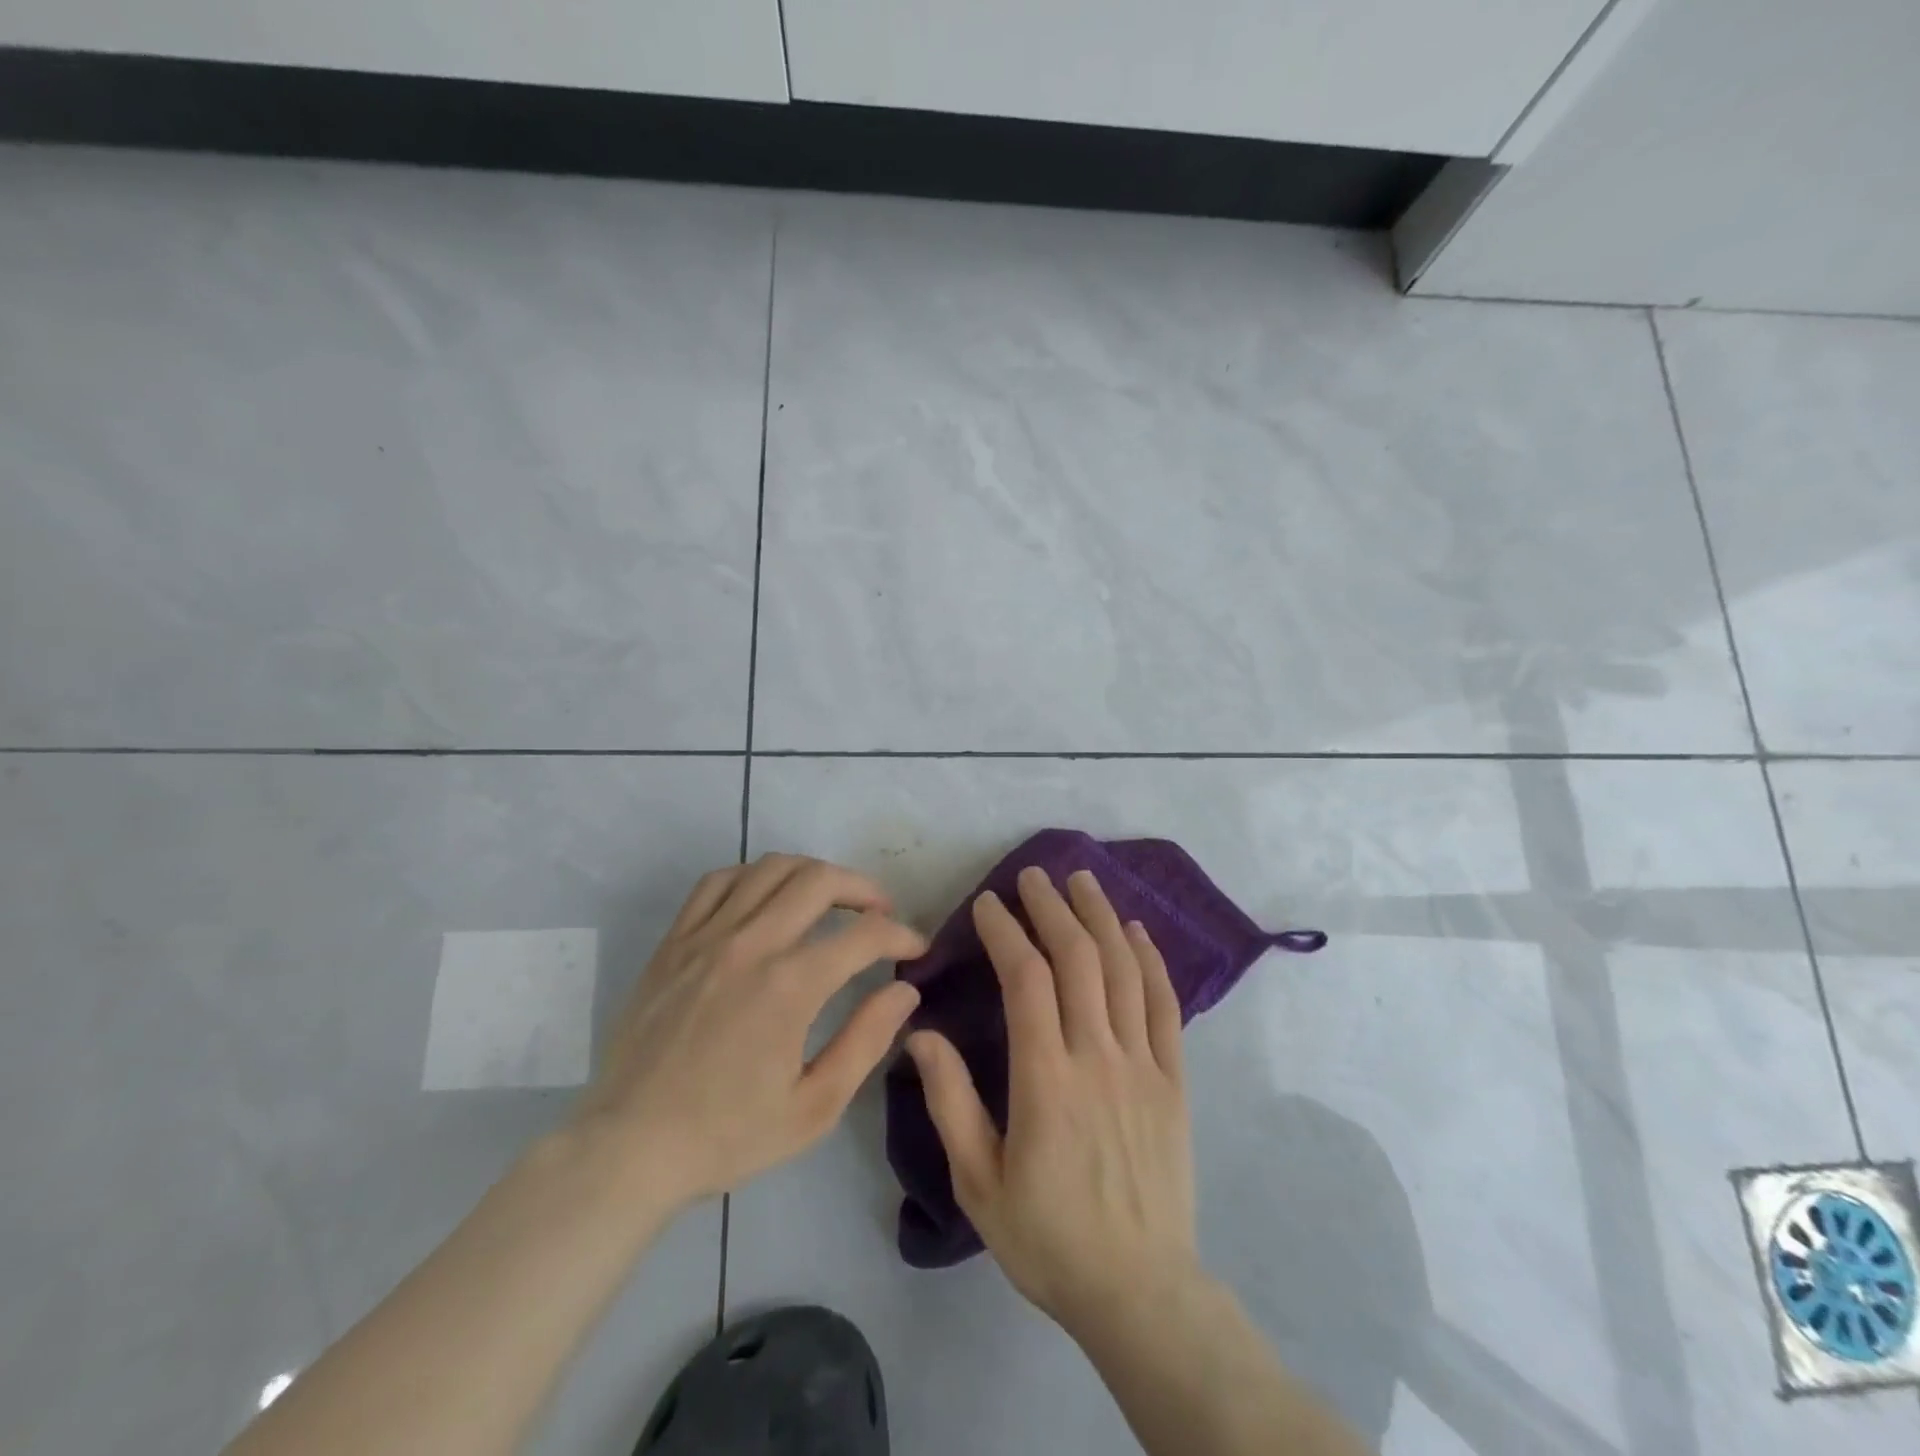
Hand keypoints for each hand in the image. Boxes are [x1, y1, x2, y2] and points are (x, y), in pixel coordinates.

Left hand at [571, 854, 926, 1212]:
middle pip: (819, 880)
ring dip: (813, 873)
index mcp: (790, 986)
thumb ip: (866, 1040)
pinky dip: (754, 876)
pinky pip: (719, 881)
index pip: (864, 935)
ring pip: (771, 868)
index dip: (900, 935)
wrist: (629, 1147)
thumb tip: (905, 991)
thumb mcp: (814, 1107)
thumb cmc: (727, 1135)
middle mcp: (751, 944)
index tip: (915, 949)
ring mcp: (707, 936)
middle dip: (863, 888)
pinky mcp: (675, 940)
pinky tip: (766, 898)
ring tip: (830, 897)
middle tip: (880, 912)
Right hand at [907, 867, 1198, 1332]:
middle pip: (1077, 959)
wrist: (1141, 1292)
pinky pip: (1165, 1006)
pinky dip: (1151, 961)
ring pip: (1123, 970)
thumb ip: (949, 1102)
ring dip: (1101, 918)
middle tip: (1034, 876)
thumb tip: (919, 1033)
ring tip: (1083, 880)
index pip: (1026, 979)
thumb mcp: (978, 1182)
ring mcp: (1143, 1065)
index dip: (1007, 931)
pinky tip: (1136, 932)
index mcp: (1046, 1079)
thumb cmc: (1048, 1239)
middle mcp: (1097, 1056)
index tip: (990, 904)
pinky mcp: (1174, 1080)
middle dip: (1052, 908)